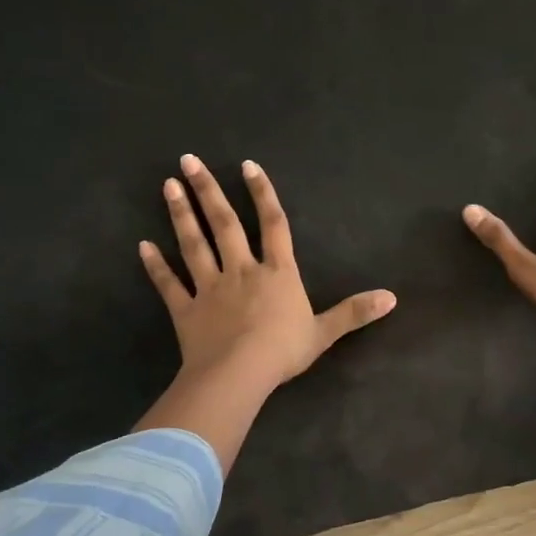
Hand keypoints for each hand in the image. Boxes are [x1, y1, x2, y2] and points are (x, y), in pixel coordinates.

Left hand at [140, 155, 396, 389]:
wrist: (239, 375)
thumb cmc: (283, 351)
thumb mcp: (325, 332)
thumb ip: (355, 312)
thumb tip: (393, 297)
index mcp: (277, 273)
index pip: (274, 224)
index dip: (263, 194)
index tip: (248, 166)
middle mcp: (242, 271)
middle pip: (225, 224)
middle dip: (208, 190)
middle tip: (188, 161)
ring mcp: (210, 288)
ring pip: (194, 245)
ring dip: (181, 215)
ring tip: (167, 186)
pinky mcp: (186, 310)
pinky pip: (169, 284)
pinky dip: (156, 266)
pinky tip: (143, 246)